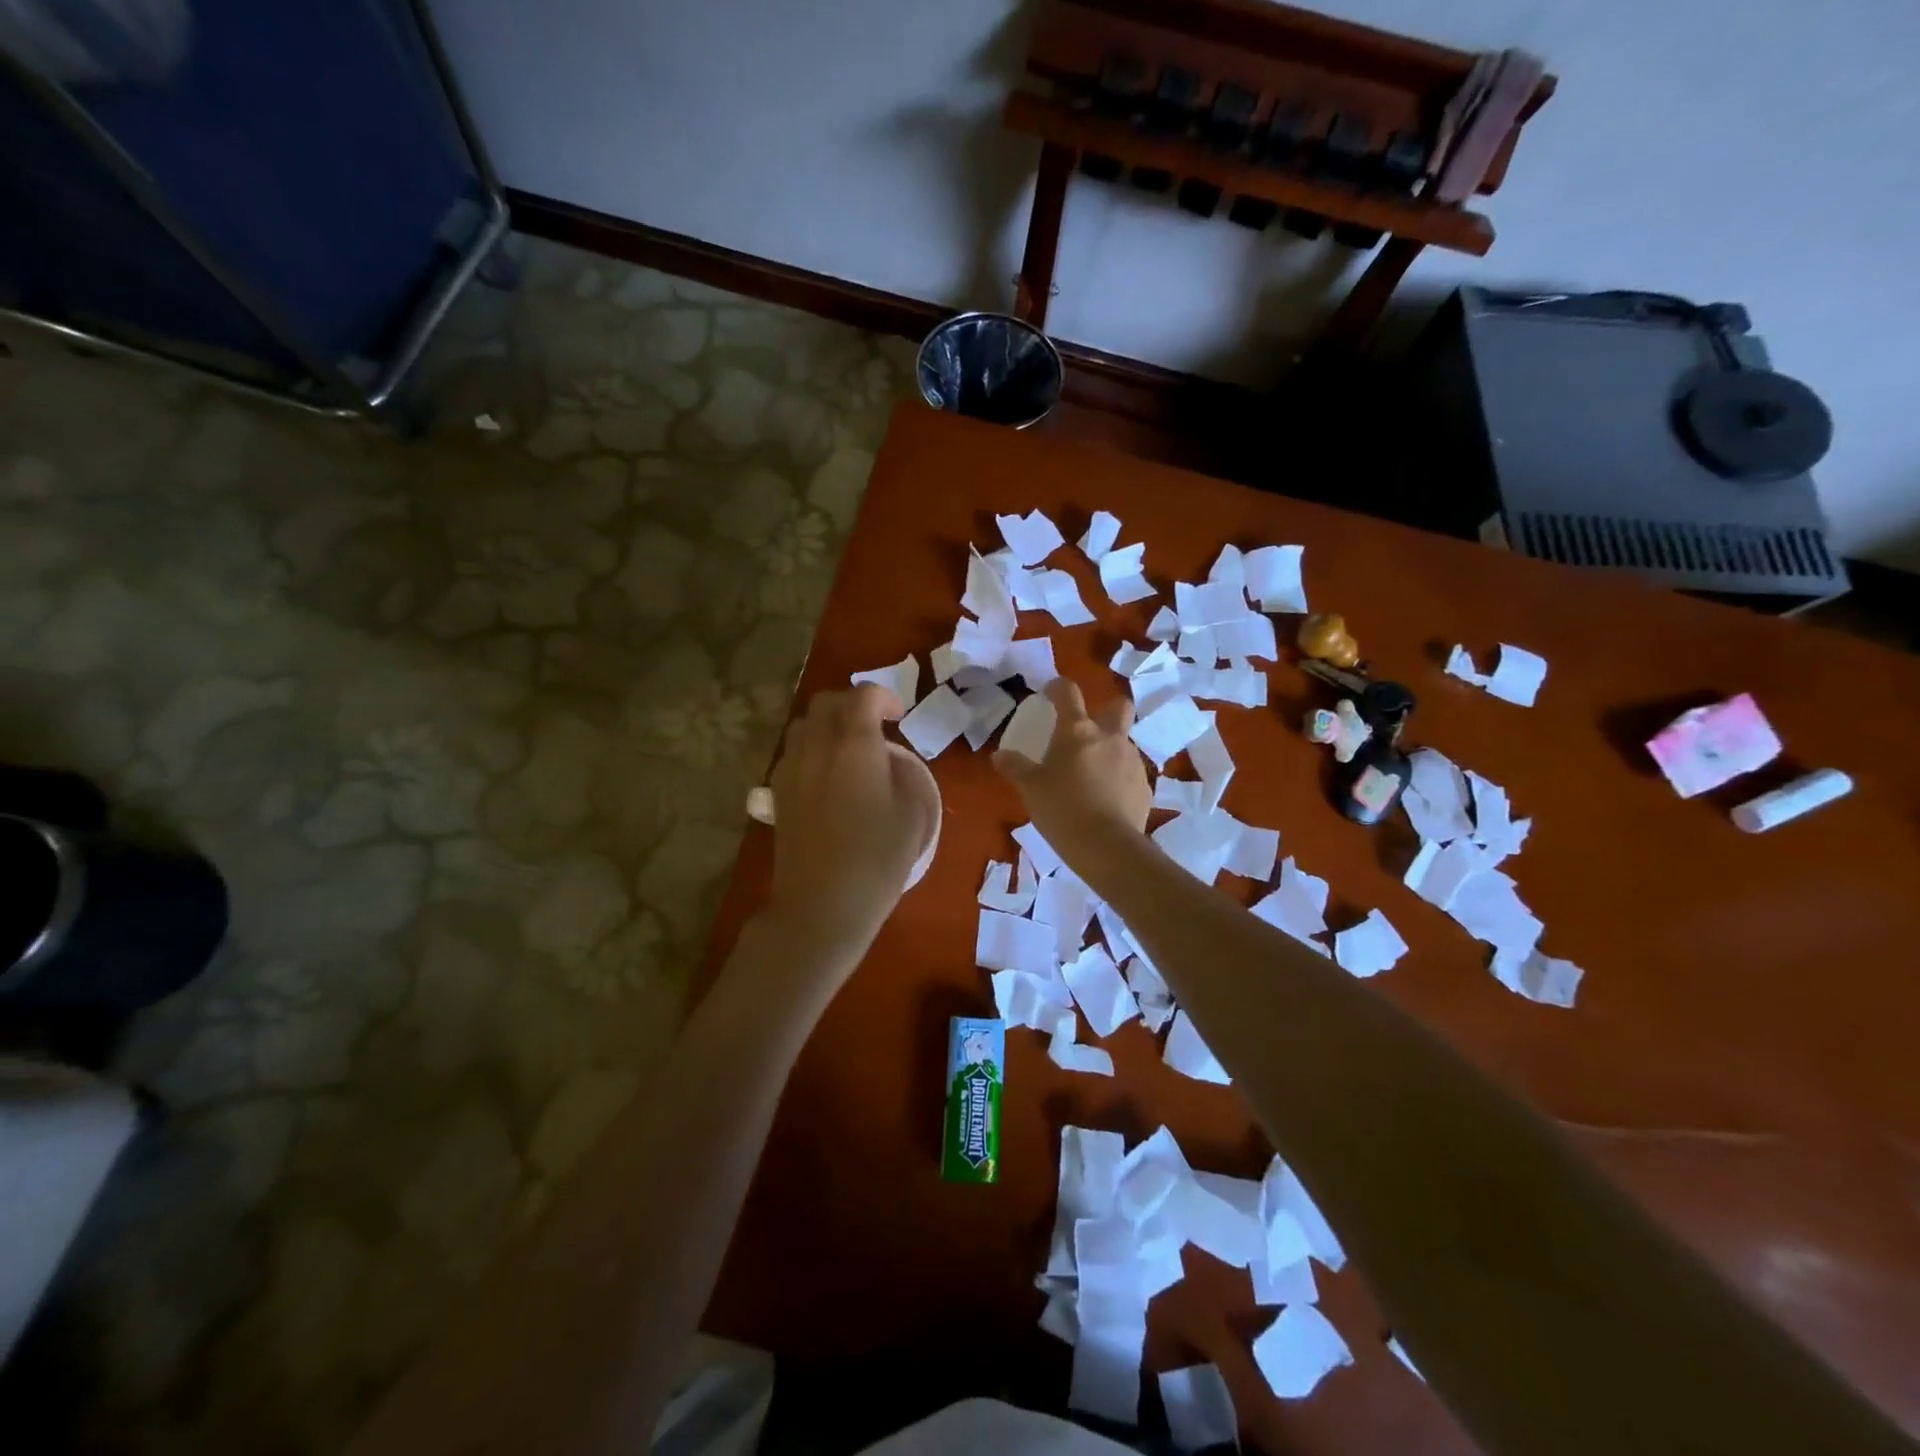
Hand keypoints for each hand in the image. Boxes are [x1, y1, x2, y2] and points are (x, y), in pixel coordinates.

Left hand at [764, 685, 929, 957]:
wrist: (822, 904)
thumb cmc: (878, 860)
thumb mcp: (914, 814)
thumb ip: (905, 776)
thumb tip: (891, 762)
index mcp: (855, 746)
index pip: (864, 697)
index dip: (885, 698)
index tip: (899, 716)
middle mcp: (817, 747)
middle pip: (827, 702)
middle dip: (853, 704)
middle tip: (875, 725)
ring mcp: (791, 769)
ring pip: (803, 724)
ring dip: (828, 724)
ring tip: (848, 747)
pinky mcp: (777, 792)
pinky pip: (793, 752)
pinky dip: (811, 748)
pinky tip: (827, 775)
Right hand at [993, 677, 1149, 865]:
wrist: (1106, 846)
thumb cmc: (1062, 809)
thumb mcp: (1030, 788)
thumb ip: (1015, 768)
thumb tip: (999, 756)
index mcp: (1077, 731)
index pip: (1069, 693)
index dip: (1058, 688)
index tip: (1050, 693)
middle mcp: (1110, 737)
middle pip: (1118, 706)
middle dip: (1106, 710)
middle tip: (1088, 729)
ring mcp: (1132, 760)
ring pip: (1124, 743)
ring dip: (1110, 750)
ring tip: (1092, 775)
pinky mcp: (1144, 786)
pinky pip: (1130, 773)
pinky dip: (1118, 779)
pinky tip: (1106, 799)